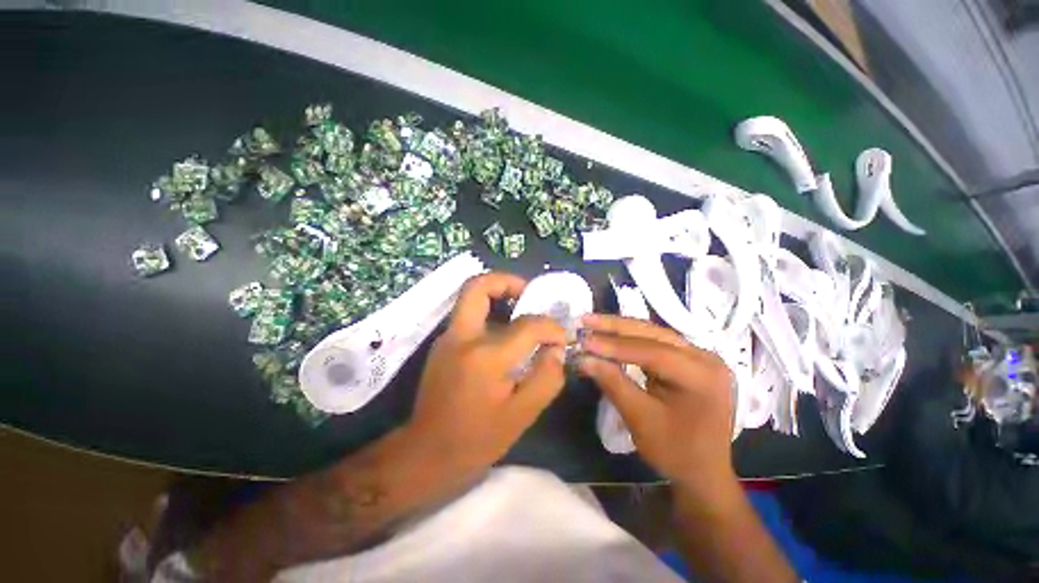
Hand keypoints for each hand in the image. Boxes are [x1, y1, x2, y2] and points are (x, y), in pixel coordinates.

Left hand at [408, 272, 567, 473]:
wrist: (426, 453)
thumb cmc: (477, 439)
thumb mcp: (522, 415)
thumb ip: (547, 377)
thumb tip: (556, 349)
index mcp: (486, 357)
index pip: (527, 326)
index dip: (551, 328)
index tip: (560, 338)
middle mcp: (462, 337)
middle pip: (477, 286)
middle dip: (506, 281)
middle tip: (528, 293)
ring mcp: (448, 338)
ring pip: (471, 298)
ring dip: (497, 295)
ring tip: (520, 308)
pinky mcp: (443, 344)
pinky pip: (469, 316)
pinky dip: (490, 313)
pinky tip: (505, 335)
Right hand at [578, 314, 735, 487]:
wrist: (703, 473)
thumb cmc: (675, 452)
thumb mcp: (640, 419)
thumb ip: (613, 383)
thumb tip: (583, 357)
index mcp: (702, 376)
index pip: (653, 351)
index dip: (615, 345)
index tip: (584, 340)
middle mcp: (705, 357)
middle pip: (653, 334)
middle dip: (615, 327)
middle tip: (584, 320)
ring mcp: (699, 356)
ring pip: (653, 333)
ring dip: (620, 329)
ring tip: (592, 323)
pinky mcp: (689, 359)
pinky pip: (656, 342)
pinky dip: (630, 339)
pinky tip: (610, 334)